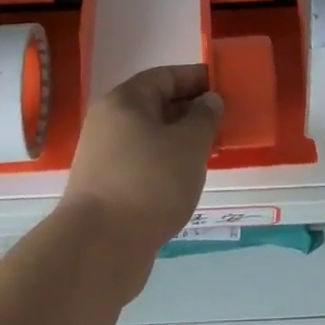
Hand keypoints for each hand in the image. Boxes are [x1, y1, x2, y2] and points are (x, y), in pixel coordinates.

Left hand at [59, 65, 222, 297]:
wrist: (99, 248)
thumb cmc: (149, 183)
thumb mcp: (189, 144)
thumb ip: (204, 117)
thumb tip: (208, 101)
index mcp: (125, 101)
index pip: (165, 76)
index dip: (196, 78)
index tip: (224, 87)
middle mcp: (109, 122)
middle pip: (156, 105)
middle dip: (190, 111)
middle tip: (223, 121)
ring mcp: (104, 156)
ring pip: (150, 137)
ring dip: (179, 140)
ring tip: (210, 151)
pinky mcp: (105, 187)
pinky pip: (143, 163)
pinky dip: (165, 164)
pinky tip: (186, 179)